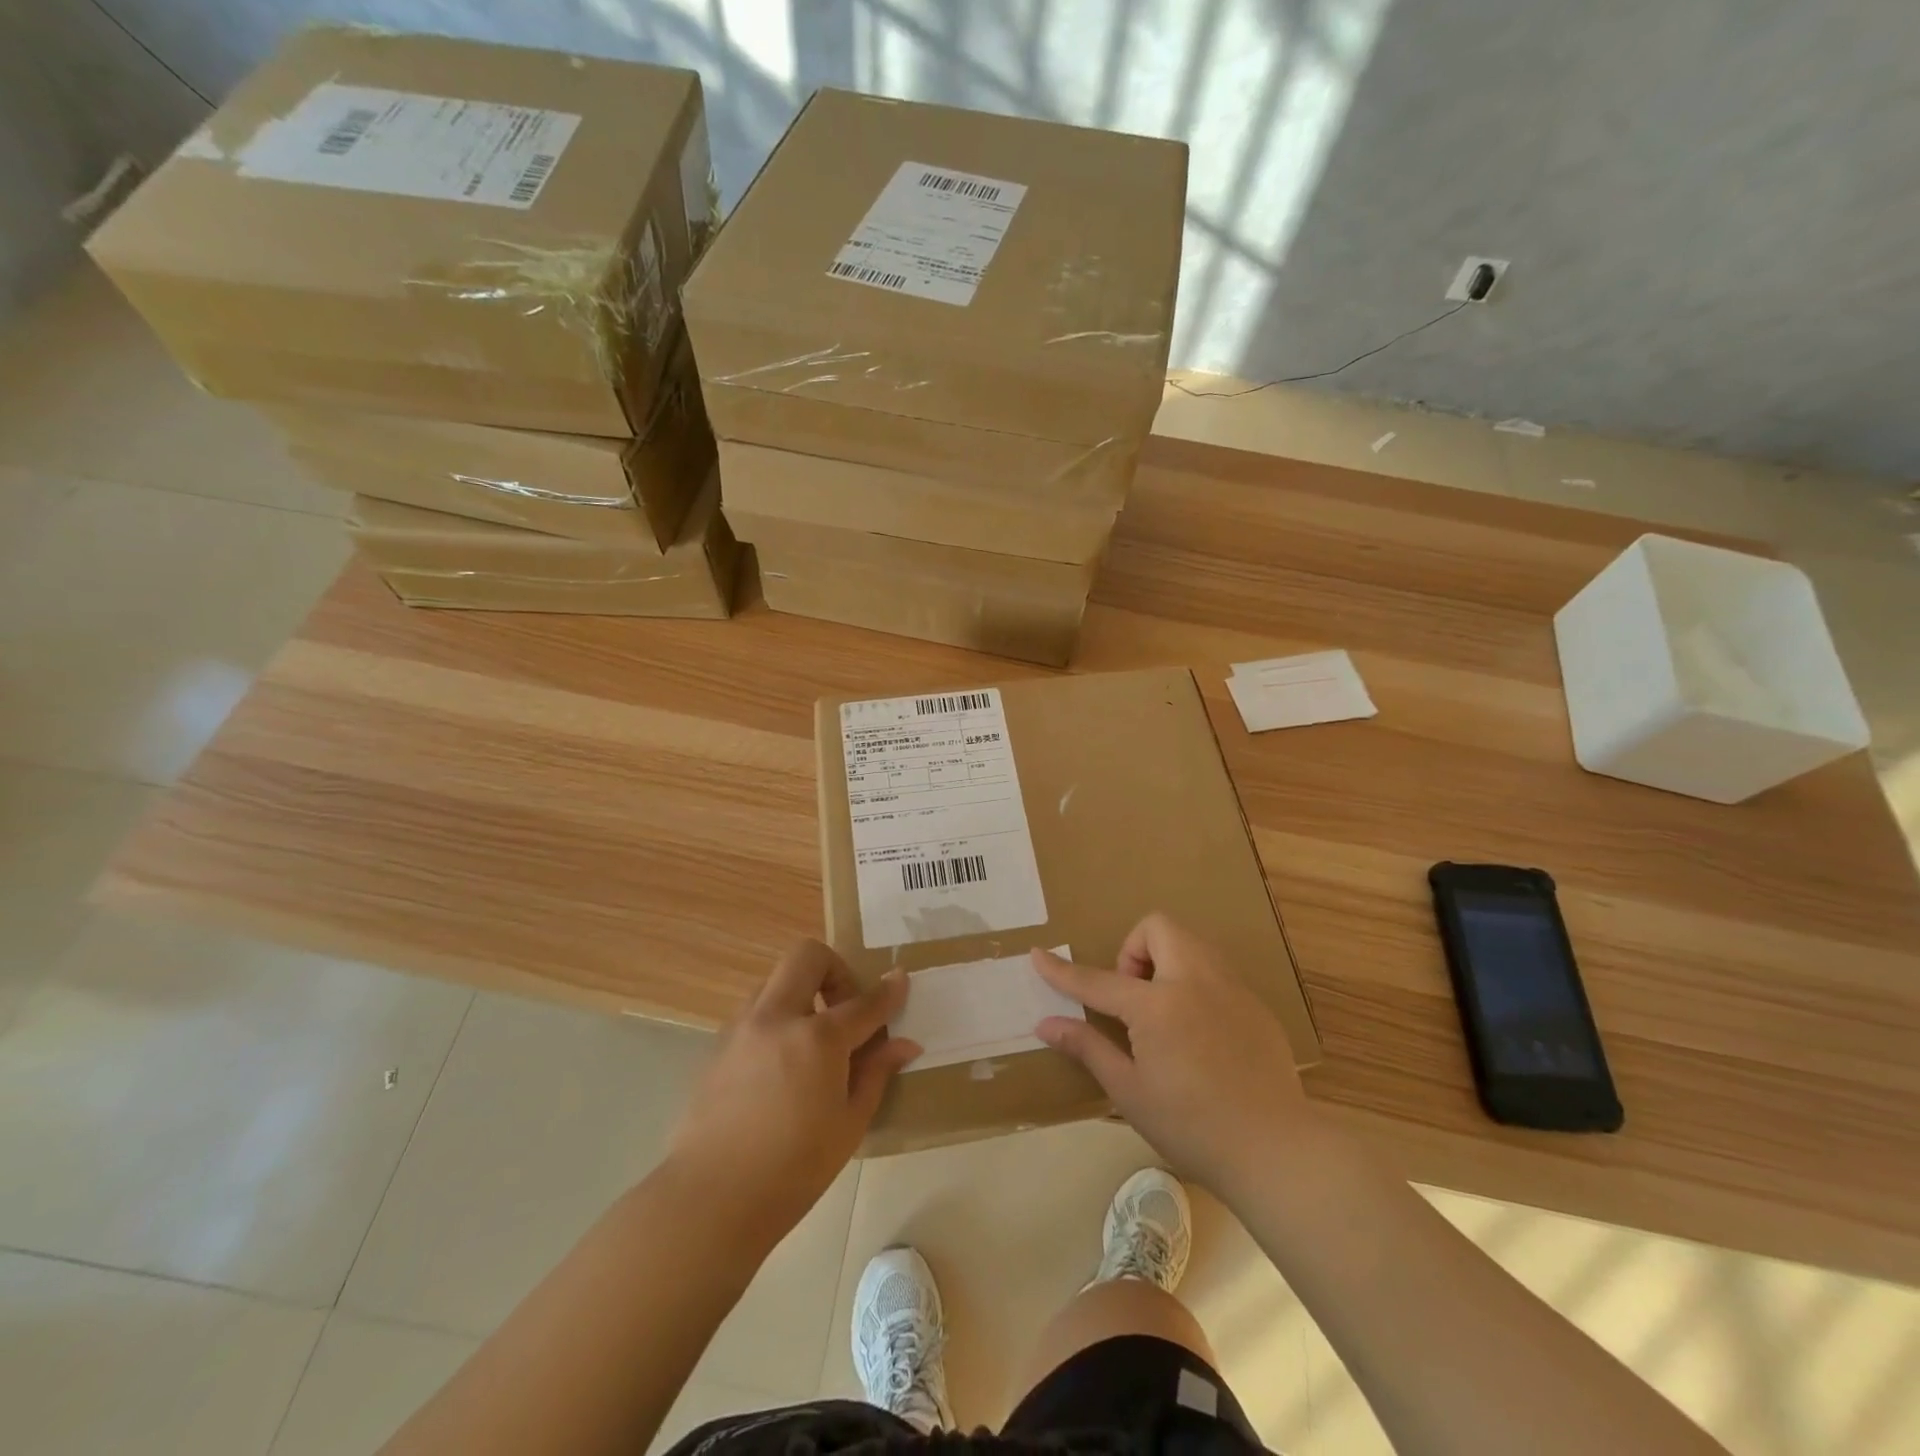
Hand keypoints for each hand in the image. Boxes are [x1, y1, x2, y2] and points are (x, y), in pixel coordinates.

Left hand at [665, 940, 917, 1250]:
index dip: (888, 991)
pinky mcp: (718, 1046)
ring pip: (776, 980)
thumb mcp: (849, 1124)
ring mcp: (742, 1027)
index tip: (901, 980)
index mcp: (817, 1038)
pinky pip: (754, 1011)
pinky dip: (777, 1018)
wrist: (709, 1200)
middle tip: (845, 1010)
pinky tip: (782, 1064)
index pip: (863, 1002)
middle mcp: (777, 1017)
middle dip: (835, 970)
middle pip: (808, 957)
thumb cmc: (793, 1170)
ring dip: (801, 993)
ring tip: (813, 1039)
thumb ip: (875, 1073)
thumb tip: (904, 1044)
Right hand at [1032, 914, 1316, 1192]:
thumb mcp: (1130, 1091)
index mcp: (1157, 1005)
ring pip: (1191, 943)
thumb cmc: (1191, 1126)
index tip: (1038, 955)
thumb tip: (1046, 1025)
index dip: (1062, 970)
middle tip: (1132, 998)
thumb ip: (1088, 1048)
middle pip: (1157, 928)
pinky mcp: (1256, 1005)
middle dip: (1134, 949)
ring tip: (1163, 1012)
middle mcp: (1194, 981)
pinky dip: (1195, 984)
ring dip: (1166, 961)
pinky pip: (1217, 973)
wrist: (1276, 1150)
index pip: (1098, 979)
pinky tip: (1200, 1035)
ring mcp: (1231, 989)